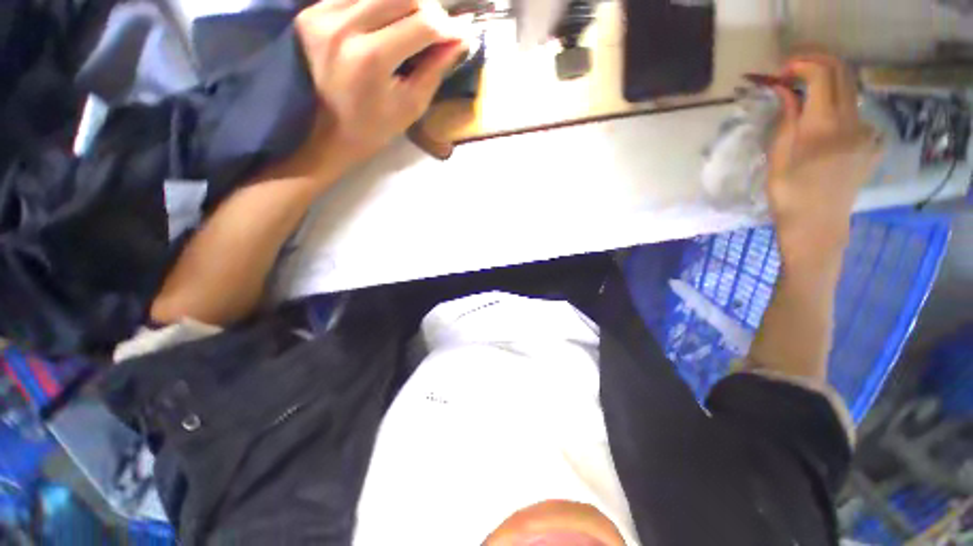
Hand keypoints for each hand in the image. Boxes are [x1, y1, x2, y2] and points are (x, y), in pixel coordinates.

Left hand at [295, 0, 467, 167]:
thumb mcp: (411, 105)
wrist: (329, 132)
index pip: (421, 25)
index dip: (447, 27)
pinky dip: (379, 4)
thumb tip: (459, 40)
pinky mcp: (312, 12)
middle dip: (429, 10)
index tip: (462, 34)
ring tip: (416, 24)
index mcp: (371, 59)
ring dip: (406, 4)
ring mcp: (322, 15)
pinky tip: (388, 21)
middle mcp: (344, 27)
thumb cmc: (376, 127)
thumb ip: (435, 69)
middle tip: (439, 28)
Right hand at [767, 54, 883, 268]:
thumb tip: (785, 90)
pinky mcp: (872, 144)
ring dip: (827, 87)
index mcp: (824, 126)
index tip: (782, 72)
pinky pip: (858, 113)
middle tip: (793, 74)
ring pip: (850, 91)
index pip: (821, 73)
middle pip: (842, 73)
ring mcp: (867, 132)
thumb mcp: (778, 158)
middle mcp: (852, 121)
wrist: (818, 227)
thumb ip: (786, 120)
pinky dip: (839, 108)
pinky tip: (827, 126)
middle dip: (817, 64)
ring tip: (805, 101)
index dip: (801, 64)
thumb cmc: (789, 196)